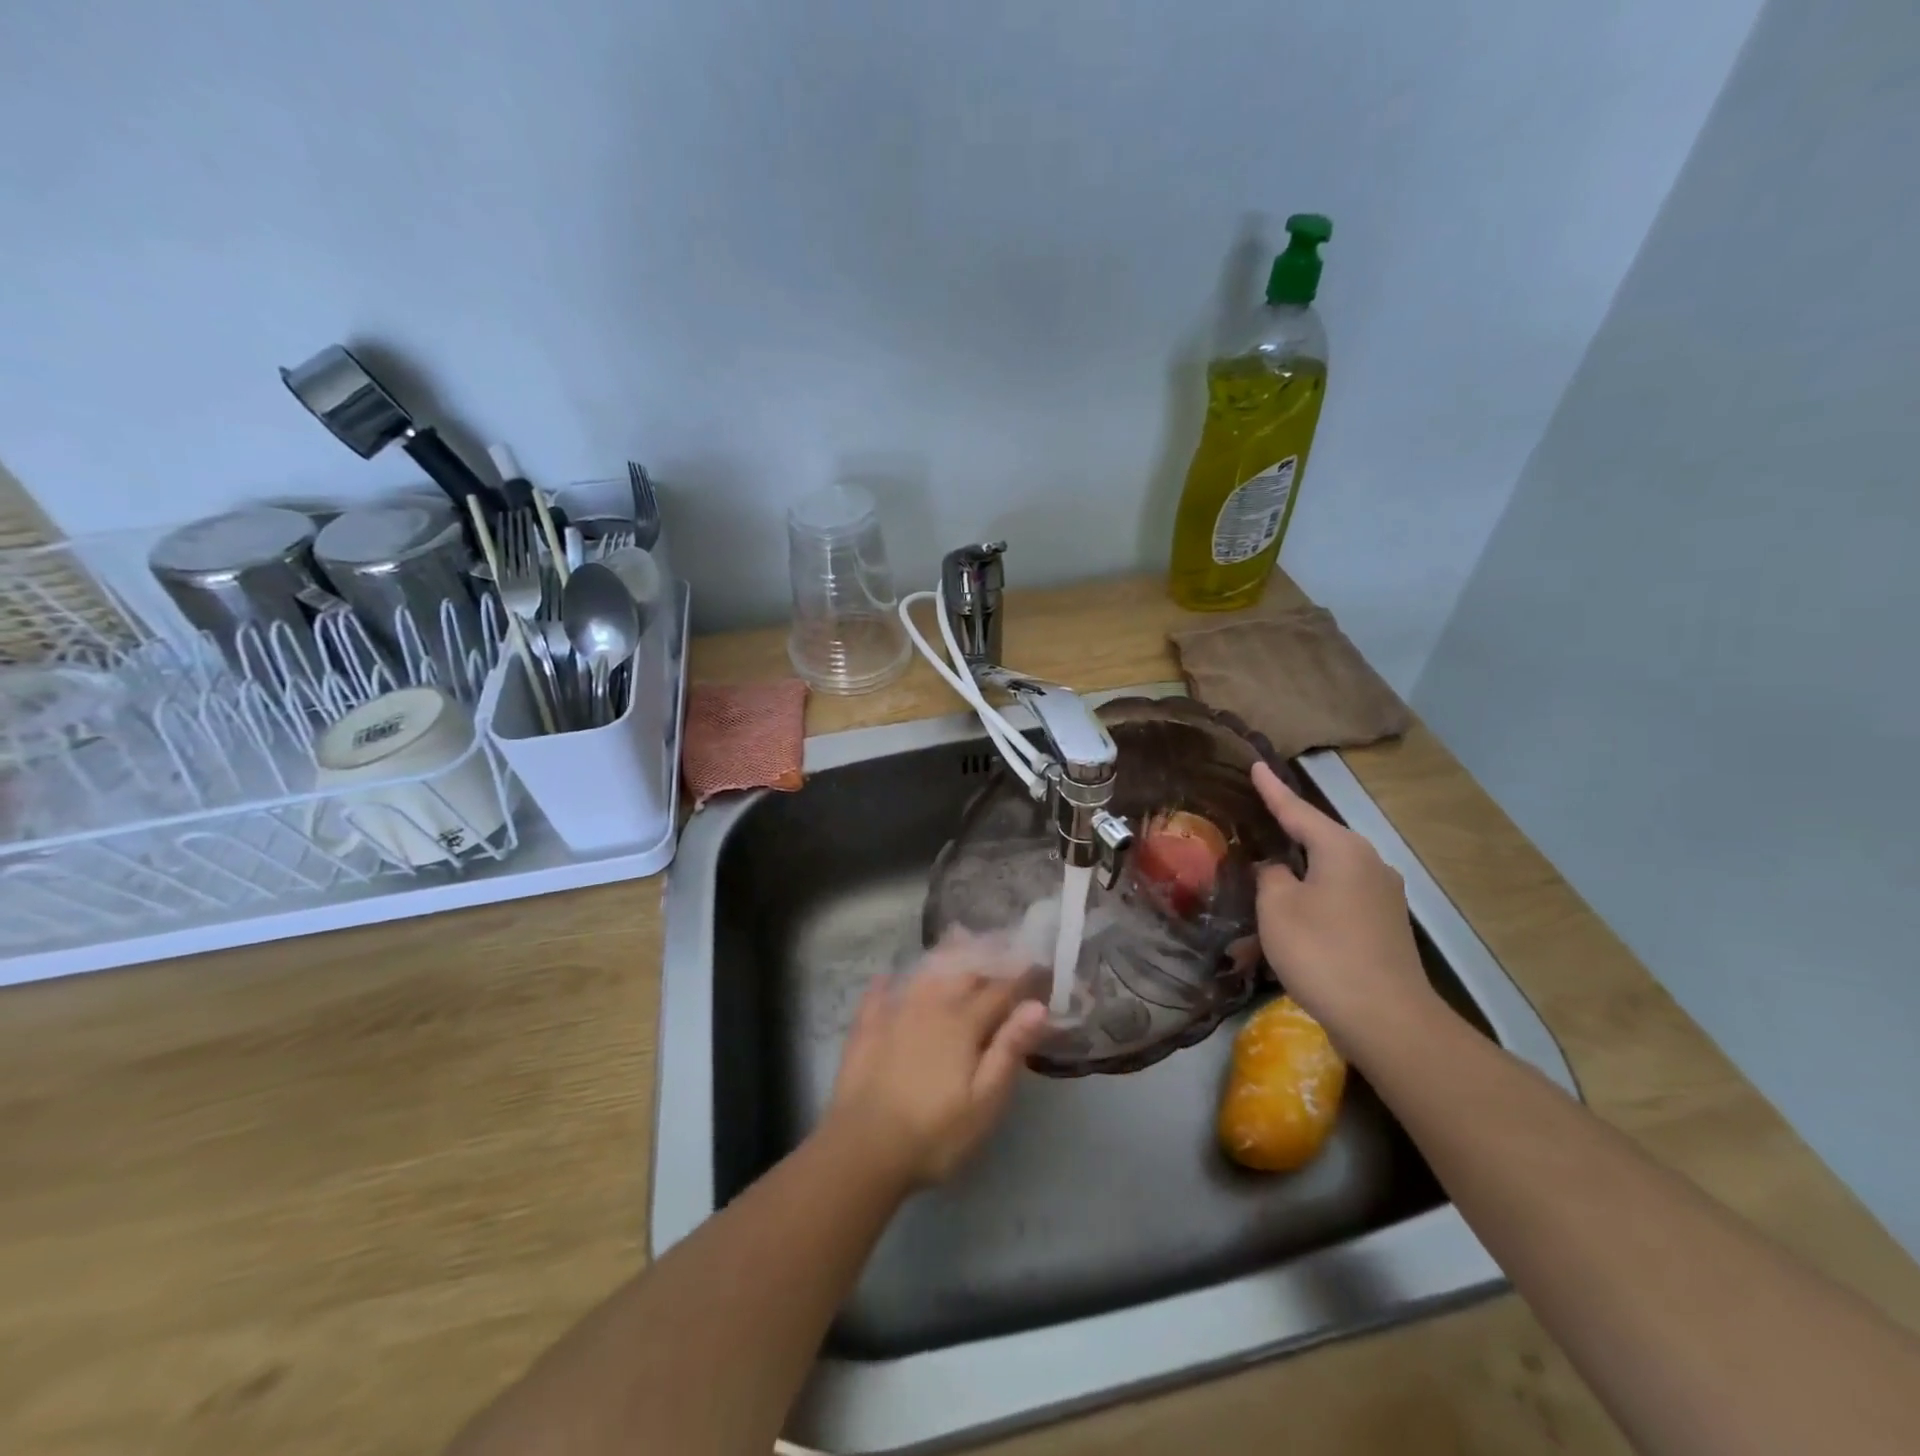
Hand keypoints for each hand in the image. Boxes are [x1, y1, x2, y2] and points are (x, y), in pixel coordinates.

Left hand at [824, 935, 1049, 1187]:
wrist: (863, 1149)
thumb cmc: (935, 1133)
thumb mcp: (985, 1101)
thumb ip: (1010, 1049)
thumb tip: (1038, 1006)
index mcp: (963, 1023)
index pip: (999, 990)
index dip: (1022, 976)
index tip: (1039, 962)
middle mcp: (930, 1007)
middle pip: (962, 971)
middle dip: (986, 954)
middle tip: (1002, 940)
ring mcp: (894, 1014)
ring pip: (923, 974)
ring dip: (943, 955)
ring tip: (957, 936)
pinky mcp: (866, 1031)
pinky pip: (876, 996)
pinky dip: (885, 983)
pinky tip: (887, 975)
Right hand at [1250, 761, 1436, 1052]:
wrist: (1387, 1020)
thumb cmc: (1322, 951)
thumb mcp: (1277, 907)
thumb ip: (1271, 876)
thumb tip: (1278, 869)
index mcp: (1342, 848)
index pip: (1297, 810)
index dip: (1273, 789)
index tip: (1257, 765)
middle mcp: (1369, 863)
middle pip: (1318, 840)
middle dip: (1286, 835)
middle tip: (1255, 822)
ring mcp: (1383, 896)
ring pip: (1328, 874)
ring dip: (1297, 877)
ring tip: (1265, 882)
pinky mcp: (1385, 926)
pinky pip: (1339, 899)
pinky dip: (1313, 902)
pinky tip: (1293, 920)